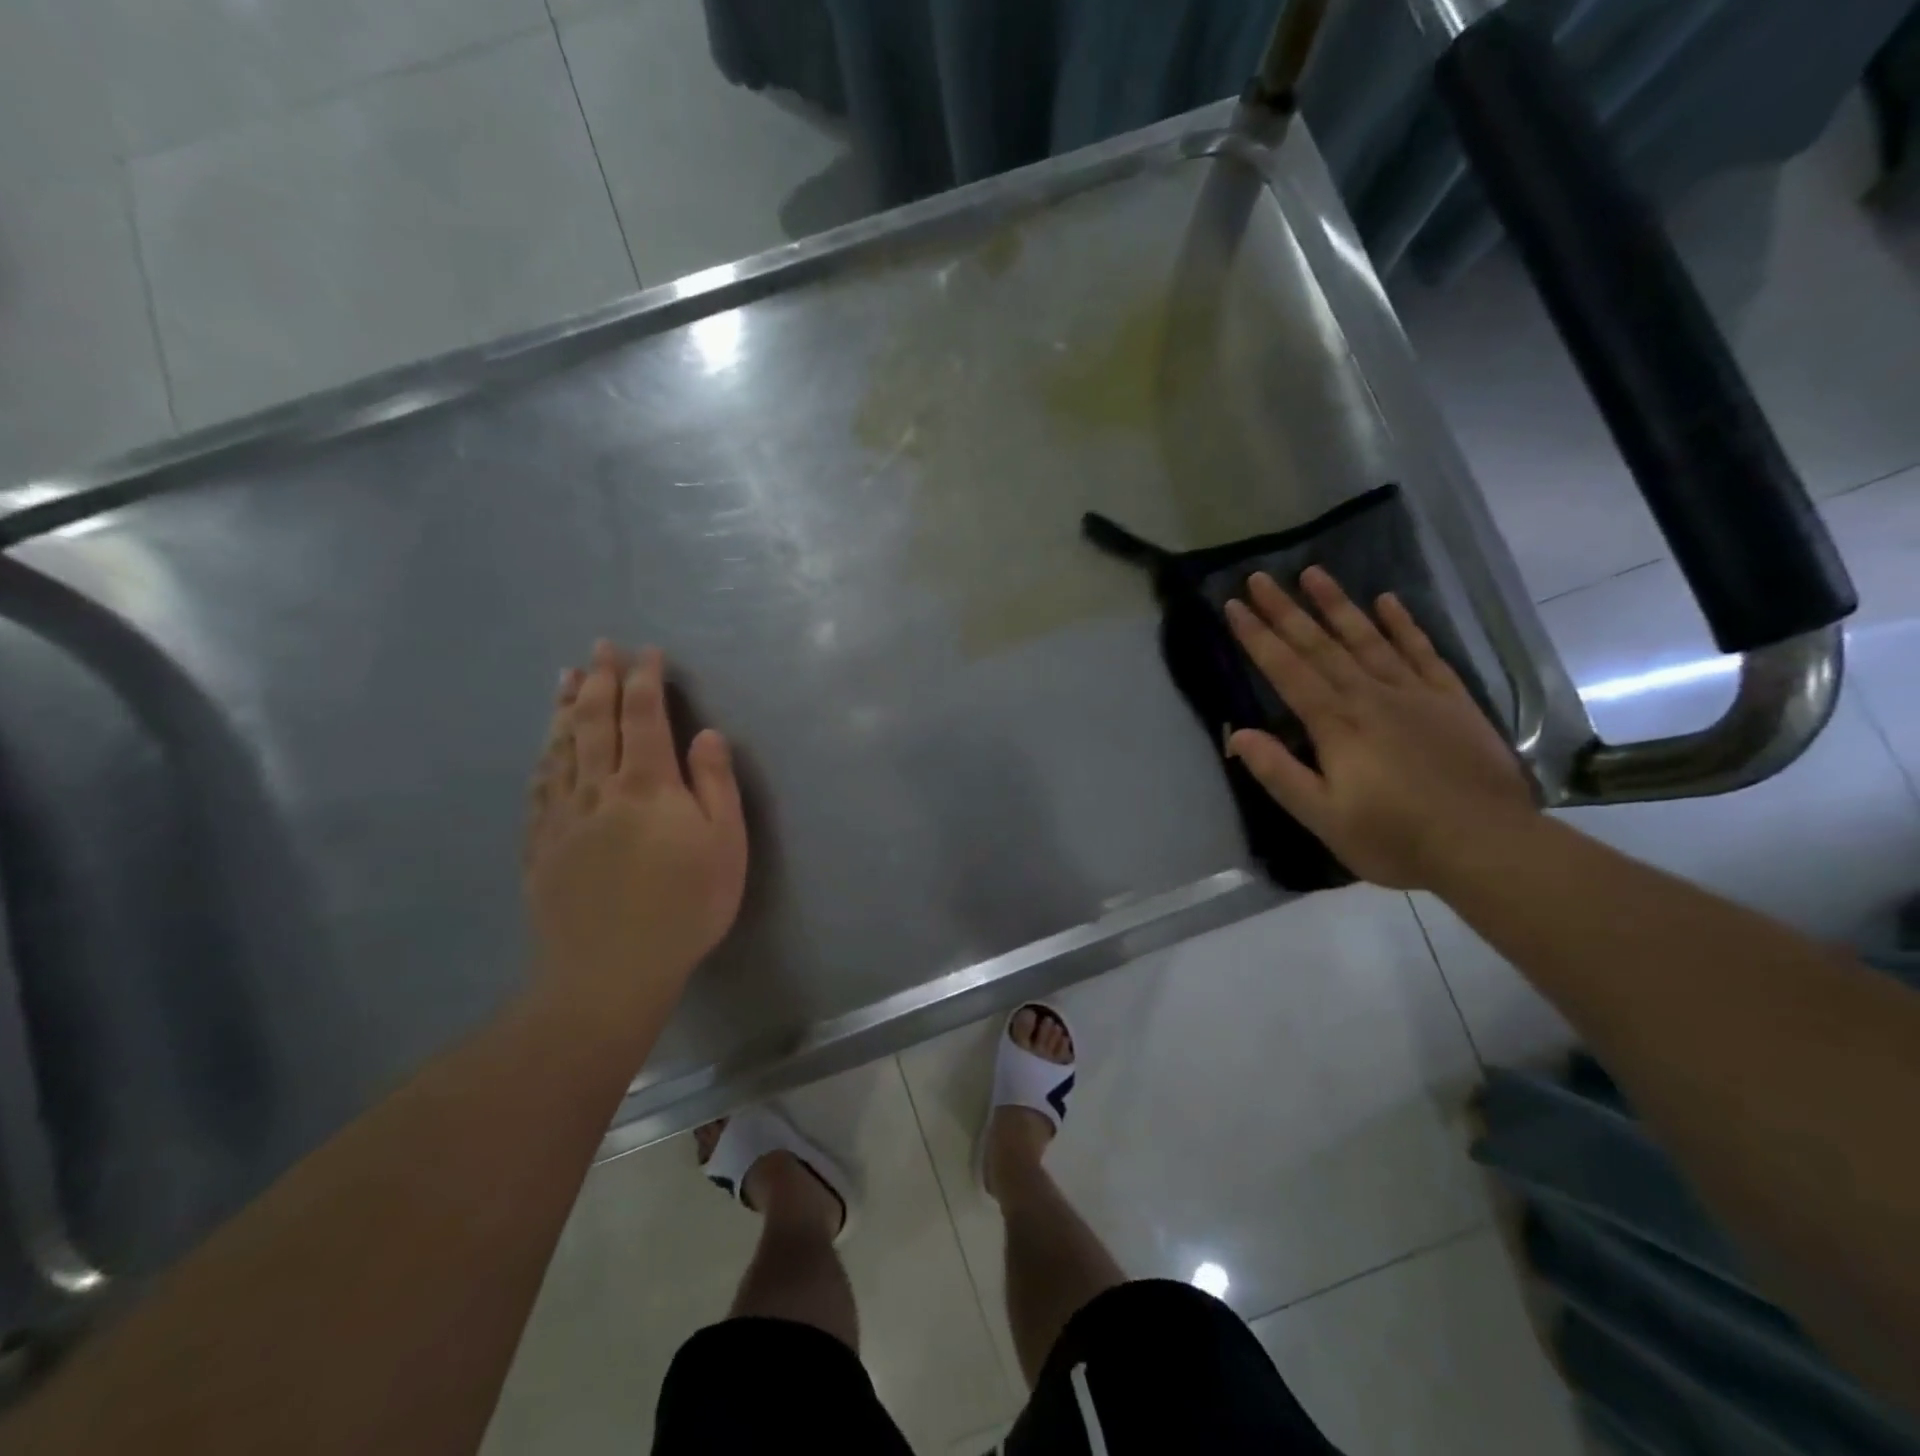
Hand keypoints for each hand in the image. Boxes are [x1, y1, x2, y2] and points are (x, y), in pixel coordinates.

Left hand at [524, 642, 747, 1024]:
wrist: (609, 971)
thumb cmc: (685, 907)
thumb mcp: (725, 845)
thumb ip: (715, 784)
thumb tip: (706, 734)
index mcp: (647, 784)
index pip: (644, 716)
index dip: (644, 680)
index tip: (646, 653)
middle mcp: (599, 787)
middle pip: (594, 721)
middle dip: (599, 679)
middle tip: (599, 646)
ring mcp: (563, 816)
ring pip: (561, 747)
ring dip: (564, 707)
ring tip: (565, 677)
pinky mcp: (541, 845)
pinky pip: (539, 786)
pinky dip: (544, 756)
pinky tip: (544, 747)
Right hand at [1224, 567, 1534, 889]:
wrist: (1488, 846)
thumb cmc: (1396, 838)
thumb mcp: (1323, 818)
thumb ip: (1279, 773)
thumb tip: (1236, 735)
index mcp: (1336, 724)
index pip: (1287, 670)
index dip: (1258, 637)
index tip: (1235, 606)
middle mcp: (1371, 696)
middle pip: (1321, 645)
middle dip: (1286, 611)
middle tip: (1261, 577)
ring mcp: (1415, 694)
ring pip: (1368, 638)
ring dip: (1338, 604)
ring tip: (1314, 573)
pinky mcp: (1451, 700)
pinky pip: (1422, 652)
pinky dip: (1403, 625)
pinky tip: (1388, 602)